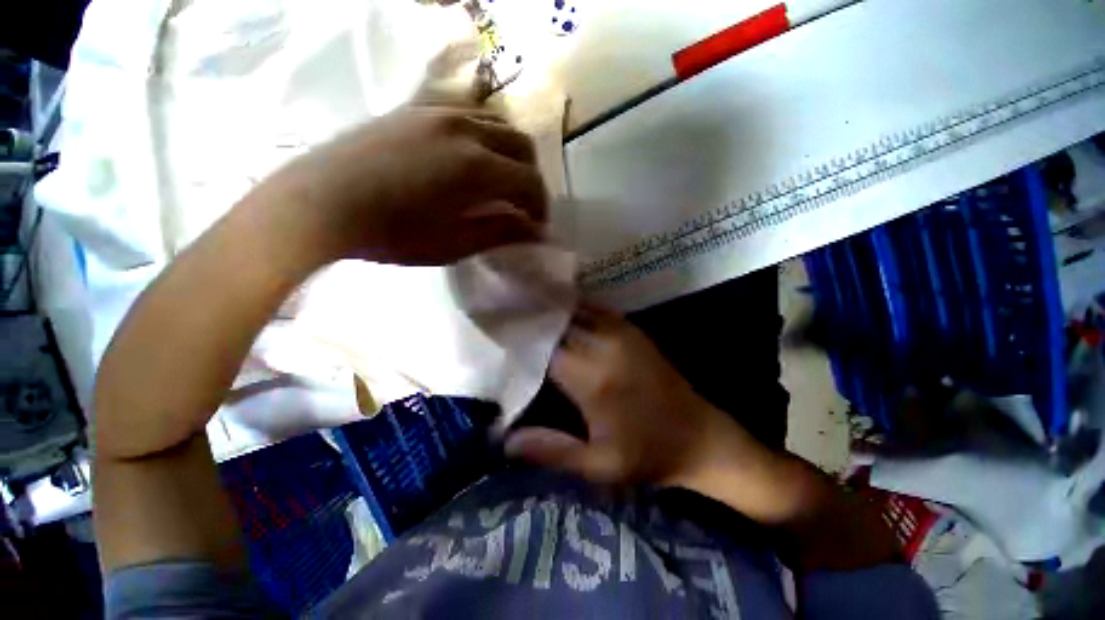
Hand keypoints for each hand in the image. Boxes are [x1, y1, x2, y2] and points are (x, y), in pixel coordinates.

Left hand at [252, 105, 546, 266]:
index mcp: (476, 167)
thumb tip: (534, 230)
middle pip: (522, 145)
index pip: (530, 182)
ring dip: (512, 153)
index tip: (537, 227)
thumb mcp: (455, 244)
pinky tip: (474, 156)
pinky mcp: (417, 108)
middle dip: (532, 178)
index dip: (540, 207)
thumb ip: (500, 232)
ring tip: (503, 180)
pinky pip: (468, 112)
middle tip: (524, 205)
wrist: (321, 202)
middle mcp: (466, 129)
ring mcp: (439, 112)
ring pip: (499, 122)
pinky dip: (486, 135)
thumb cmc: (393, 234)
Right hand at [506, 306, 750, 486]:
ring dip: (549, 308)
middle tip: (502, 314)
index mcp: (591, 377)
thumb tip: (505, 440)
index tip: (494, 333)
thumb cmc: (649, 455)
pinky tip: (558, 306)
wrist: (700, 436)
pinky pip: (595, 309)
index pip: (543, 347)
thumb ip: (551, 450)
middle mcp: (604, 345)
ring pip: (574, 309)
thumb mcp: (599, 466)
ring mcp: (621, 332)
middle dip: (529, 318)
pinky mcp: (632, 330)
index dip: (518, 338)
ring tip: (524, 304)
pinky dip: (573, 306)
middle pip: (556, 322)